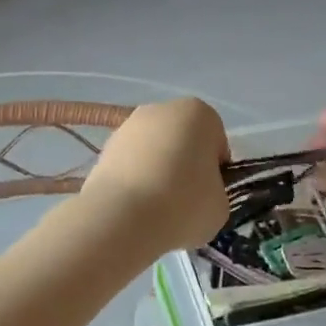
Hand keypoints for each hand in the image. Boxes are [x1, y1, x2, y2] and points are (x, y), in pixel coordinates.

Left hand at [80, 98, 229, 258]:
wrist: (122, 216)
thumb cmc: (184, 203)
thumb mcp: (220, 205)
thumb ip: (214, 190)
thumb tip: (197, 194)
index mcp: (199, 113)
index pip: (216, 141)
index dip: (216, 169)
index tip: (209, 193)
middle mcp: (162, 109)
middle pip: (182, 139)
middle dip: (184, 164)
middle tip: (185, 200)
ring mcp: (129, 125)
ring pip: (153, 150)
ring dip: (157, 170)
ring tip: (156, 207)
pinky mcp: (105, 147)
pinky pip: (130, 163)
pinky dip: (134, 179)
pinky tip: (135, 205)